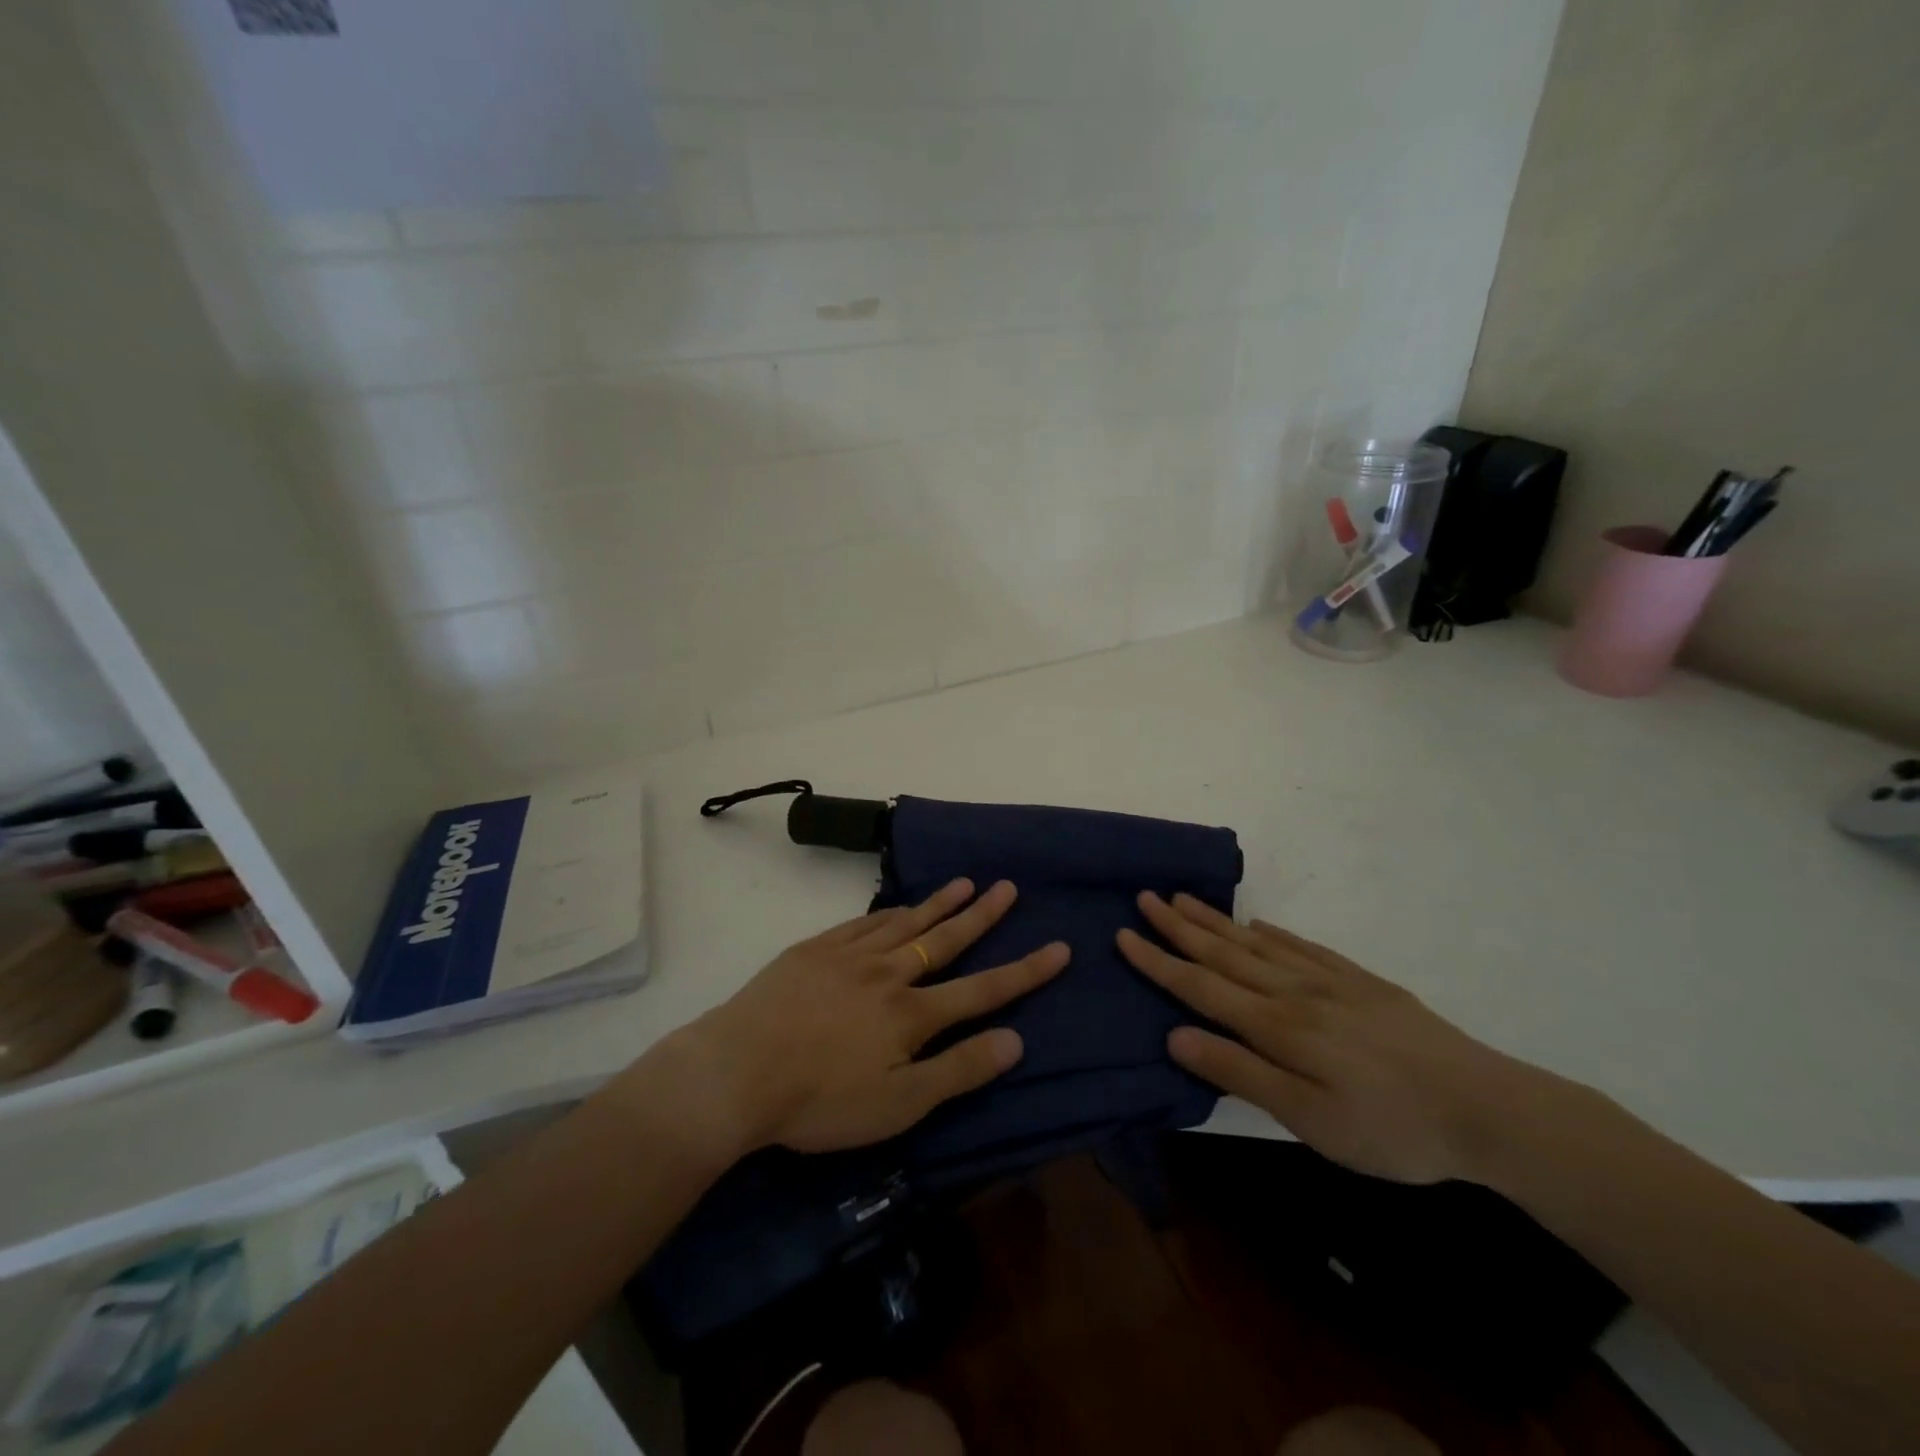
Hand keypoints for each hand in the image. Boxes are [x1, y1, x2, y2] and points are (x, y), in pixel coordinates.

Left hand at [651, 879, 1067, 1158]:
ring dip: (939, 903)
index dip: (1024, 971)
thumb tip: (1016, 1040)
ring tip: (966, 882)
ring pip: (905, 923)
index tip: (1059, 948)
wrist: (736, 1072)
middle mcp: (888, 974)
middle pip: (945, 940)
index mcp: (911, 1014)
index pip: (982, 989)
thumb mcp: (898, 1105)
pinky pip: (863, 923)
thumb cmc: (819, 1101)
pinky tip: (898, 907)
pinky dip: (888, 912)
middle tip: (1009, 887)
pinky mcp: (815, 950)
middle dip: (982, 915)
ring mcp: (849, 956)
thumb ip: (958, 1071)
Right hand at [1117, 892, 1541, 1183]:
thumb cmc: (1392, 1128)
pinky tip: (1258, 925)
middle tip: (1145, 897)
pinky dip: (1272, 933)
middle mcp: (1294, 991)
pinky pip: (1304, 946)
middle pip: (1224, 952)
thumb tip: (1175, 1035)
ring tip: (1184, 898)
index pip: (1201, 986)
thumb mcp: (1310, 1121)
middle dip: (1179, 926)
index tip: (1123, 935)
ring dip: (1216, 920)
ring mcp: (1330, 981)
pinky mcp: (1361, 982)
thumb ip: (1241, 1073)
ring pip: (1257, 942)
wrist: (1490, 1109)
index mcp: (1277, 1026)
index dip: (1158, 962)